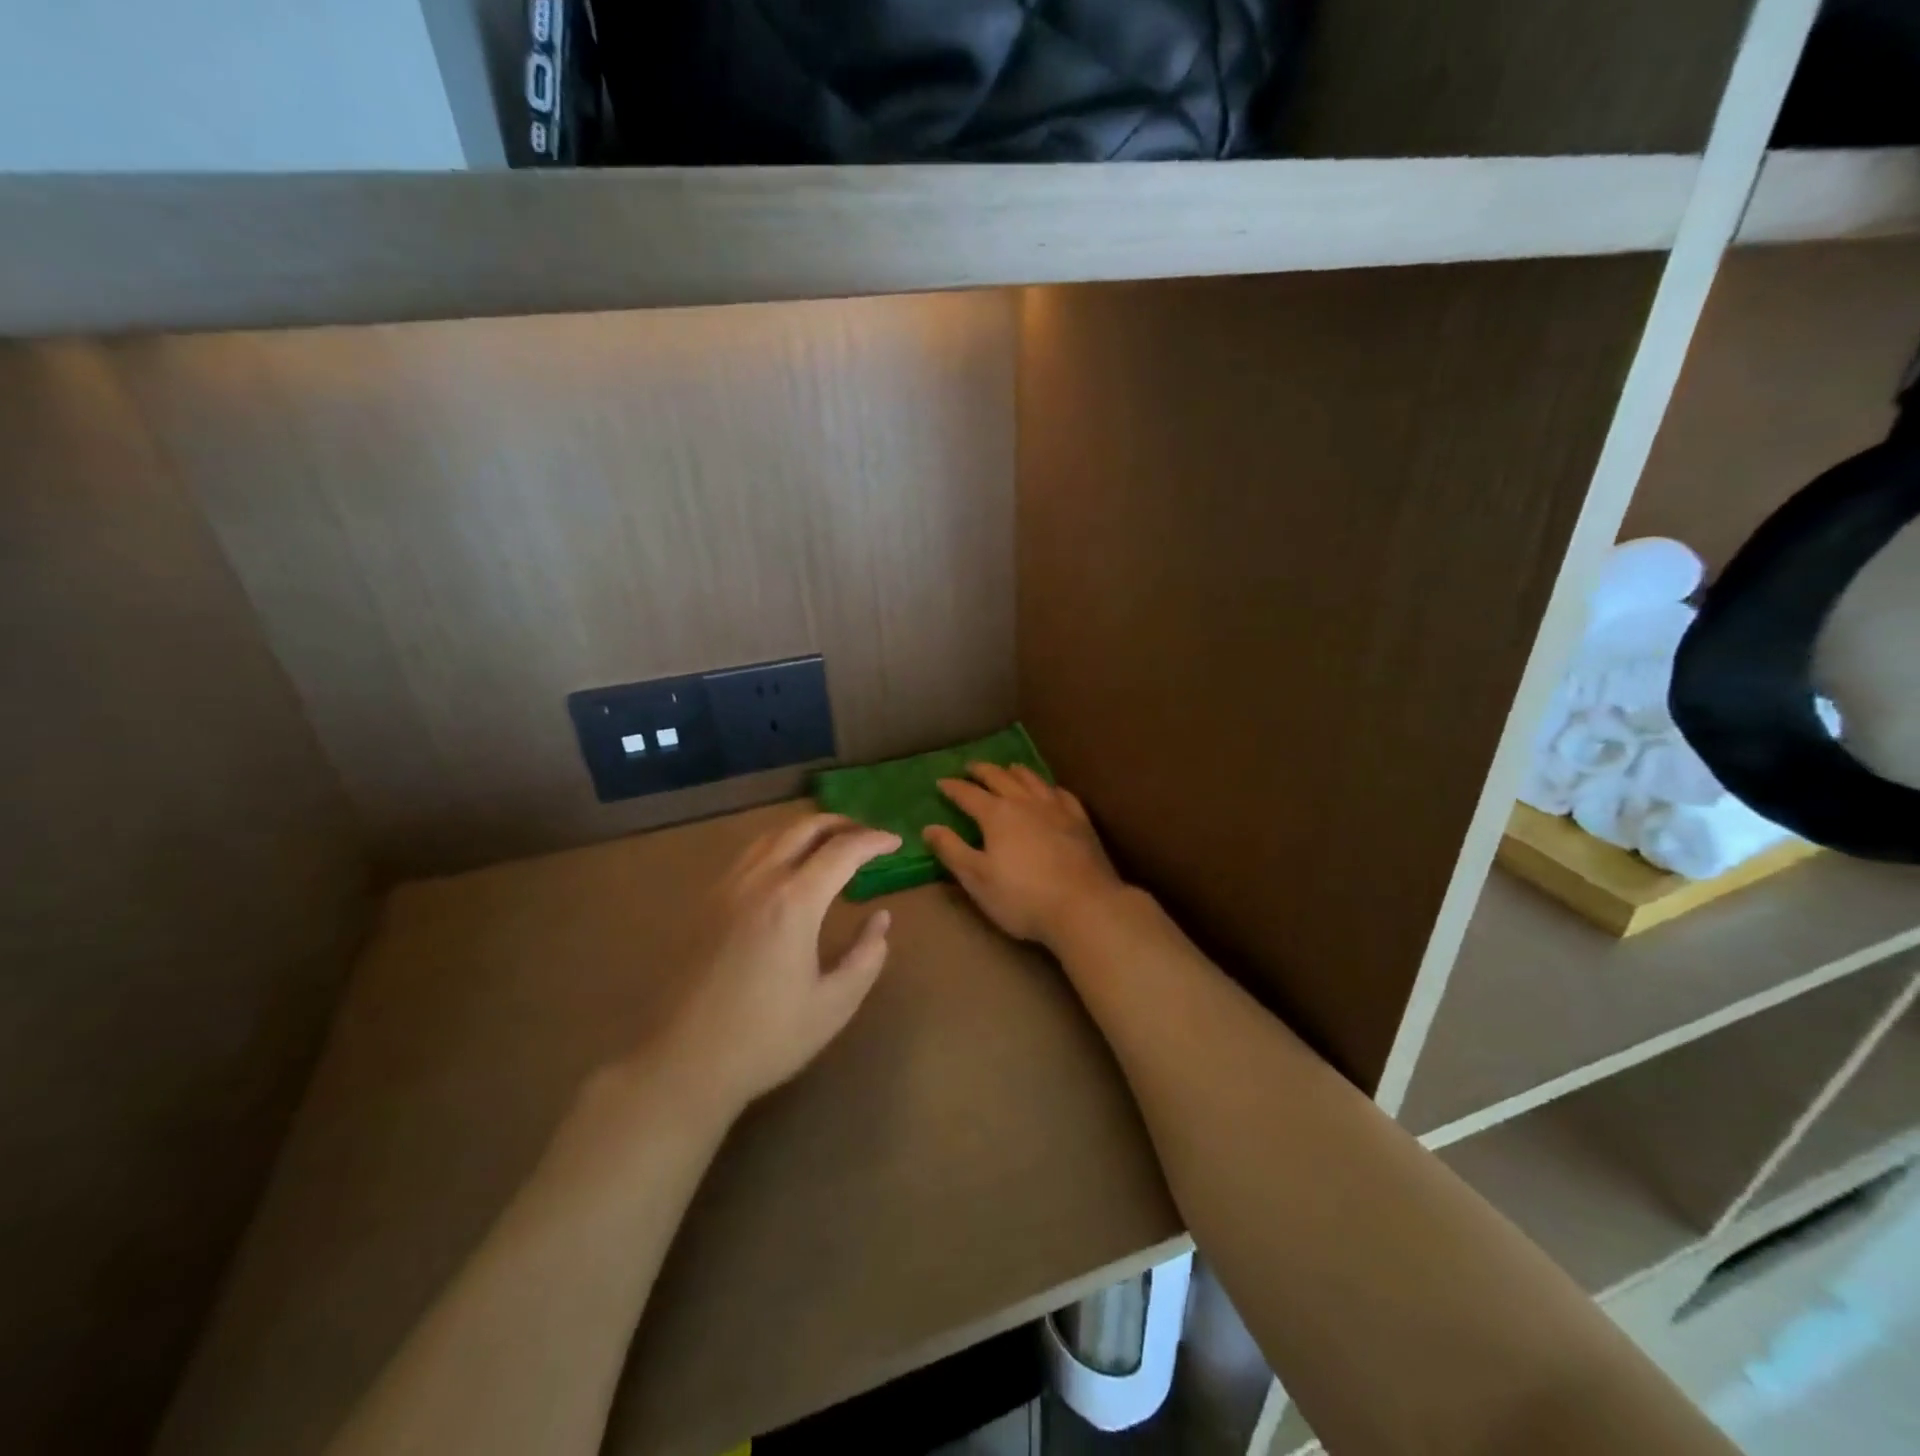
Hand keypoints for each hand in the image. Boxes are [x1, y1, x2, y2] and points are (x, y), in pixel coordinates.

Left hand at [653, 814, 899, 1115]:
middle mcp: (759, 881)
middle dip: (842, 824)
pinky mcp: (707, 903)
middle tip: (868, 837)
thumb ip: (867, 956)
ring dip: (808, 831)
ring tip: (833, 846)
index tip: (896, 843)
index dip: (873, 841)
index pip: (842, 851)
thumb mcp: (834, 1005)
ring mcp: (727, 888)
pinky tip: (789, 870)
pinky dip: (781, 845)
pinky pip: (751, 854)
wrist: (683, 1063)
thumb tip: (881, 919)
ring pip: (772, 835)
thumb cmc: (766, 1038)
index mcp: (793, 902)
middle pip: (803, 828)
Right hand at [923, 764, 1125, 946]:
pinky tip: (1051, 790)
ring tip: (1009, 768)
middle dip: (983, 771)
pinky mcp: (1080, 821)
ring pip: (1032, 780)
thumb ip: (952, 850)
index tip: (941, 782)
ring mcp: (1056, 809)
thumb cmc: (1022, 897)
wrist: (1084, 906)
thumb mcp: (977, 878)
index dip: (953, 788)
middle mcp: (1025, 803)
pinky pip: (1062, 794)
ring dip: (1016, 772)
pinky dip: (1050, 787)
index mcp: (997, 815)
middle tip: (971, 767)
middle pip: (1000, 778)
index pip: (968, 794)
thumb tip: (929, 828)